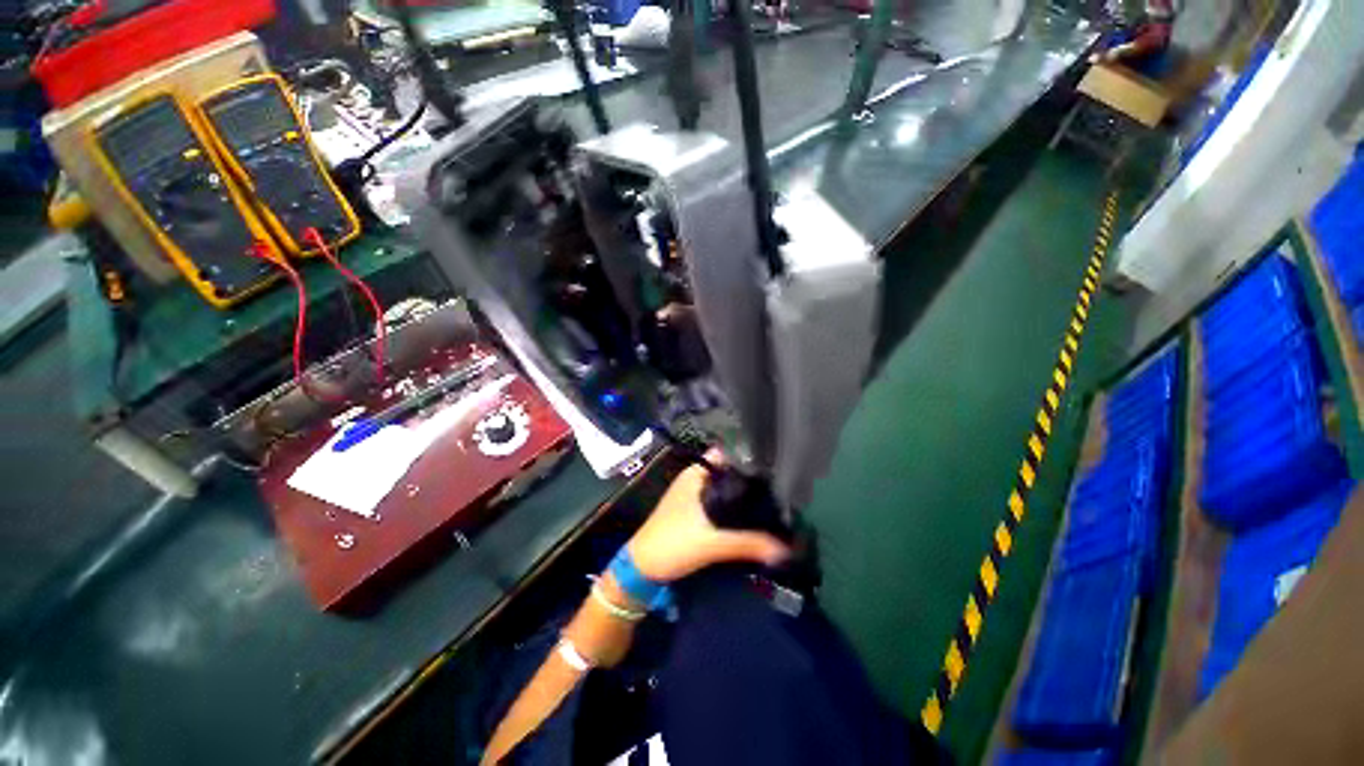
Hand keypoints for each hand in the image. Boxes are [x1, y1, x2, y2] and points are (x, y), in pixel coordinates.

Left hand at [626, 453, 790, 582]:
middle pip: (731, 471)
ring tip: (776, 499)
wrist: (642, 569)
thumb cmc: (672, 544)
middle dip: (754, 478)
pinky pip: (721, 502)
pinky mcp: (696, 512)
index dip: (752, 456)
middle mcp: (697, 478)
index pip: (729, 453)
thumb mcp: (711, 543)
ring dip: (745, 494)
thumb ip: (748, 543)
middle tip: (784, 486)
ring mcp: (695, 494)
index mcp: (697, 473)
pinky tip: (754, 515)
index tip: (779, 464)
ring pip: (727, 487)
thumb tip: (787, 548)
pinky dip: (736, 506)